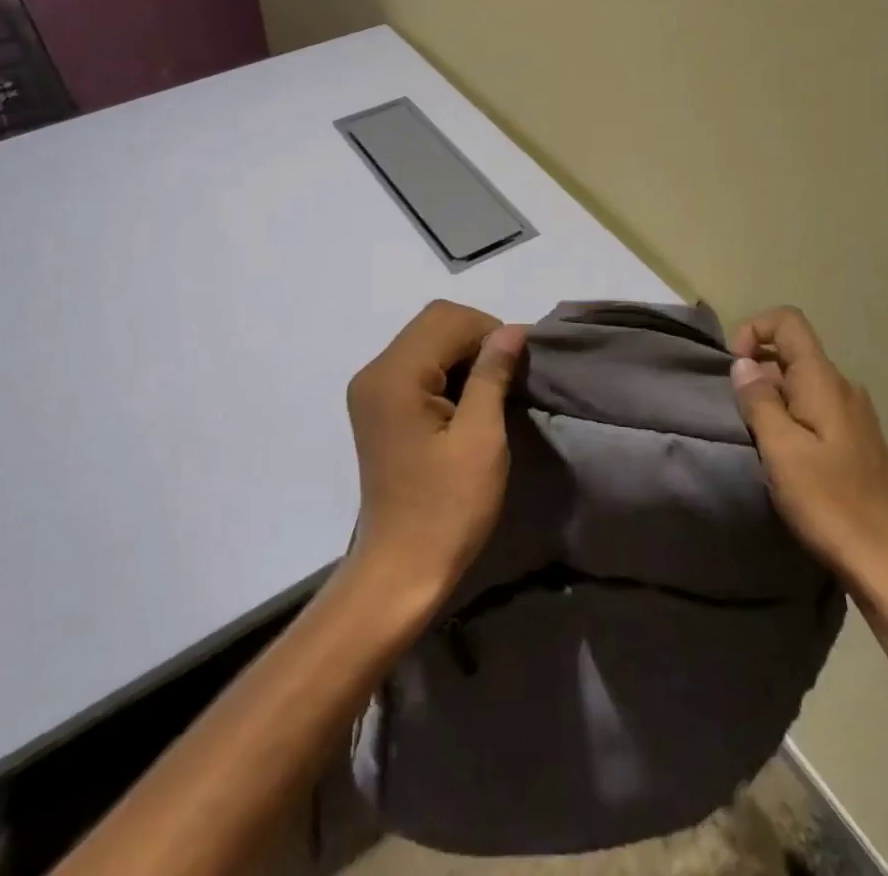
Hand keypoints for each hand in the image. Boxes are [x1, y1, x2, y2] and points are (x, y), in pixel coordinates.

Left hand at [344, 300, 527, 608]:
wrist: (401, 568)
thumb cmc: (447, 508)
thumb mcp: (481, 439)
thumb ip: (492, 374)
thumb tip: (512, 329)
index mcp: (394, 375)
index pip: (446, 318)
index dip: (488, 331)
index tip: (516, 367)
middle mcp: (374, 371)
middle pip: (432, 323)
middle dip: (475, 338)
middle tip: (505, 378)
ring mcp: (370, 388)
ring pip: (425, 340)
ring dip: (461, 353)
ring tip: (489, 391)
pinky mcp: (375, 405)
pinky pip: (415, 364)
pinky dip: (445, 370)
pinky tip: (464, 401)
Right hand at [729, 306, 887, 600]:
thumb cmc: (831, 503)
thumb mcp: (781, 450)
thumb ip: (759, 400)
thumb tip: (743, 364)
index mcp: (825, 381)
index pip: (788, 322)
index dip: (754, 330)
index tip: (733, 368)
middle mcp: (843, 388)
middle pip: (792, 353)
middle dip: (757, 371)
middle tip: (738, 415)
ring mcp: (854, 416)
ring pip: (801, 384)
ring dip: (771, 399)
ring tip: (756, 440)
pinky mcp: (856, 443)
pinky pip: (814, 410)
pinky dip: (789, 418)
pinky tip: (783, 457)